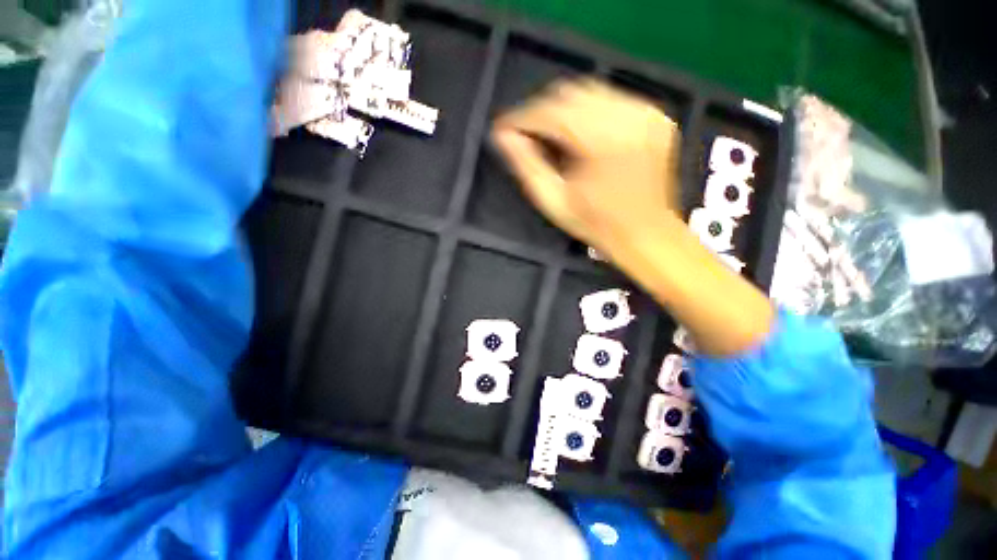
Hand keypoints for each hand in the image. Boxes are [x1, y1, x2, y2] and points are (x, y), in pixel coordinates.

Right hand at [492, 79, 773, 355]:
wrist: (658, 246)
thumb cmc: (604, 236)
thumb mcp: (557, 208)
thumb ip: (529, 170)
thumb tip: (506, 141)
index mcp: (603, 144)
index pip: (551, 113)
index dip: (523, 121)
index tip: (503, 131)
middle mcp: (630, 120)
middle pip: (571, 97)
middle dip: (540, 114)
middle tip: (521, 135)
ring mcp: (647, 118)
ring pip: (591, 96)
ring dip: (562, 114)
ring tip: (544, 138)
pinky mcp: (654, 122)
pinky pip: (610, 105)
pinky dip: (585, 116)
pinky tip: (575, 139)